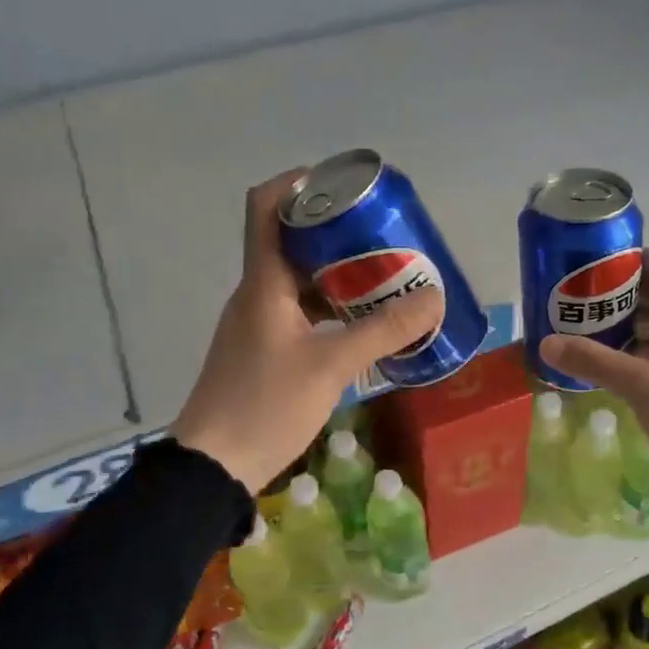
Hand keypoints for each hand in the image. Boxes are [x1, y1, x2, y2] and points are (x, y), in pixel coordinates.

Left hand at [169, 171, 444, 494]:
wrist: (214, 466)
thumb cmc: (266, 405)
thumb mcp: (331, 366)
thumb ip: (383, 331)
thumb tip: (433, 298)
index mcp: (263, 282)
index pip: (265, 207)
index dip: (299, 182)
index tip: (342, 183)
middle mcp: (257, 292)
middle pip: (292, 240)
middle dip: (338, 231)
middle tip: (383, 234)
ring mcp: (258, 322)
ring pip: (300, 278)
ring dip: (339, 272)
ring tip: (385, 275)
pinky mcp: (265, 348)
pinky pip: (301, 310)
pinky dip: (332, 306)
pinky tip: (363, 322)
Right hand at [540, 249, 648, 527]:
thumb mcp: (641, 387)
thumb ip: (594, 361)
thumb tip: (546, 342)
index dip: (629, 259)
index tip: (591, 266)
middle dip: (622, 294)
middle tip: (580, 301)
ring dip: (631, 324)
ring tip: (589, 330)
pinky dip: (644, 350)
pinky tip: (615, 365)